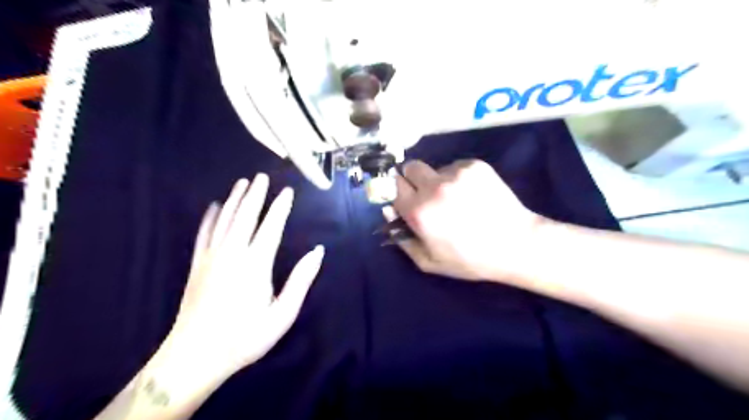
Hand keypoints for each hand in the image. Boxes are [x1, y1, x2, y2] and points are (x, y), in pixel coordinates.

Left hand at [94, 175, 321, 418]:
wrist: (196, 356)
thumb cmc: (245, 337)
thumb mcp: (283, 314)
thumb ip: (301, 280)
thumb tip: (317, 251)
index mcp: (256, 264)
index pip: (272, 227)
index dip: (281, 207)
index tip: (287, 191)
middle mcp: (233, 253)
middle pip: (245, 216)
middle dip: (255, 195)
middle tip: (261, 176)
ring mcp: (211, 258)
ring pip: (224, 220)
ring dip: (234, 200)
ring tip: (241, 183)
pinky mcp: (197, 265)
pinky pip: (203, 234)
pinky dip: (209, 218)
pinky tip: (213, 207)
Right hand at [389, 159, 548, 283]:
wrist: (516, 244)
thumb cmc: (470, 259)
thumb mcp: (429, 262)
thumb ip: (402, 238)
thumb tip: (389, 211)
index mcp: (419, 211)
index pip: (392, 185)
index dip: (395, 190)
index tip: (402, 196)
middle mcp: (434, 186)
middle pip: (410, 167)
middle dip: (412, 179)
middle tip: (425, 194)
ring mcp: (456, 173)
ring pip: (435, 167)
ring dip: (437, 180)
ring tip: (456, 199)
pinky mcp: (476, 165)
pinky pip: (455, 166)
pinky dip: (458, 178)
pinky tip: (472, 194)